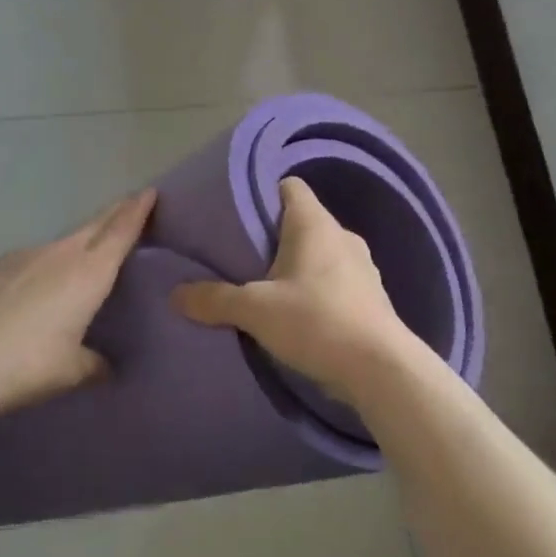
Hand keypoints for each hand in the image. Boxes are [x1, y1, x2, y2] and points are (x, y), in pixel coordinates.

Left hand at [0, 188, 155, 416]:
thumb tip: (106, 367)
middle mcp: (60, 255)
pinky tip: (37, 285)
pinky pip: (32, 258)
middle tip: (131, 203)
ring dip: (79, 241)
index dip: (137, 210)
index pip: (120, 232)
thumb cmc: (27, 364)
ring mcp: (24, 256)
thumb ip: (94, 365)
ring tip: (85, 254)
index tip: (149, 191)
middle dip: (115, 213)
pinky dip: (46, 263)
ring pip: (62, 241)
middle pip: (94, 225)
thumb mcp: (70, 371)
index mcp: (89, 273)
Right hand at [172, 178, 418, 404]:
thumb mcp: (255, 310)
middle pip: (301, 221)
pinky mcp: (371, 297)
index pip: (289, 186)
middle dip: (271, 236)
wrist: (380, 369)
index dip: (262, 193)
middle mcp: (342, 236)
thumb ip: (214, 299)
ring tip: (264, 287)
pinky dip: (314, 289)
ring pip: (319, 253)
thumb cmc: (316, 322)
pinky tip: (296, 314)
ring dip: (295, 266)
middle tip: (238, 255)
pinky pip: (334, 281)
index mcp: (315, 224)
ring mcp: (362, 267)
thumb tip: (175, 294)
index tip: (235, 213)